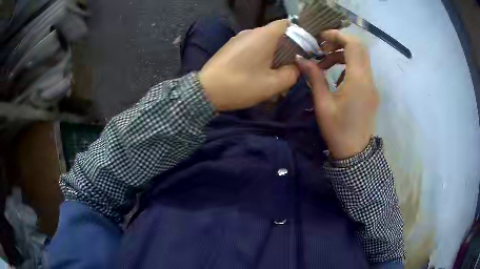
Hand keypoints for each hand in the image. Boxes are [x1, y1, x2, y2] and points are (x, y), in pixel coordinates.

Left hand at [199, 20, 298, 110]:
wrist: (206, 91)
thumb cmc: (241, 85)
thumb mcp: (273, 84)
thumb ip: (292, 74)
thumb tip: (296, 67)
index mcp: (264, 35)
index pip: (287, 23)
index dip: (298, 34)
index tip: (303, 49)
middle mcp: (251, 32)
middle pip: (276, 34)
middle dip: (286, 48)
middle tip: (290, 67)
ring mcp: (238, 38)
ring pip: (263, 42)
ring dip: (273, 55)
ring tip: (274, 74)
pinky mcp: (231, 47)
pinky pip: (251, 47)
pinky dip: (260, 56)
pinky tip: (258, 73)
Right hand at [296, 30, 377, 159]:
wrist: (355, 153)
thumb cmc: (338, 130)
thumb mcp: (323, 104)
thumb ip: (314, 77)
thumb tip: (301, 59)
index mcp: (357, 80)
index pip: (353, 45)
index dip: (337, 36)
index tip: (320, 38)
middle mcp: (368, 79)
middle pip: (359, 48)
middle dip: (340, 42)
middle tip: (321, 48)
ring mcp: (372, 85)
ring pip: (361, 58)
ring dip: (343, 54)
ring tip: (324, 64)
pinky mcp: (371, 91)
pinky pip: (361, 70)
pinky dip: (348, 65)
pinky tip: (336, 77)